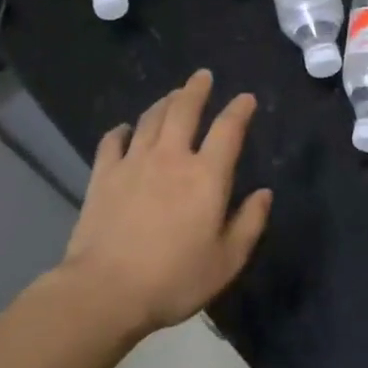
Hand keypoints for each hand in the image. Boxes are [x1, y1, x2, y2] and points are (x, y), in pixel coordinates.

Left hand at [65, 69, 272, 333]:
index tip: (246, 98)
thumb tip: (264, 193)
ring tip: (172, 95)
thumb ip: (249, 223)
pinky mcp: (103, 176)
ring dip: (164, 102)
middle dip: (196, 89)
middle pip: (184, 110)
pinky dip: (122, 130)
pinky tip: (125, 129)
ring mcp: (133, 163)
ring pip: (150, 119)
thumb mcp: (227, 260)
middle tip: (202, 76)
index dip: (239, 109)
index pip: (228, 130)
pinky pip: (112, 141)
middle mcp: (171, 158)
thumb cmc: (174, 279)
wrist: (106, 291)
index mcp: (206, 176)